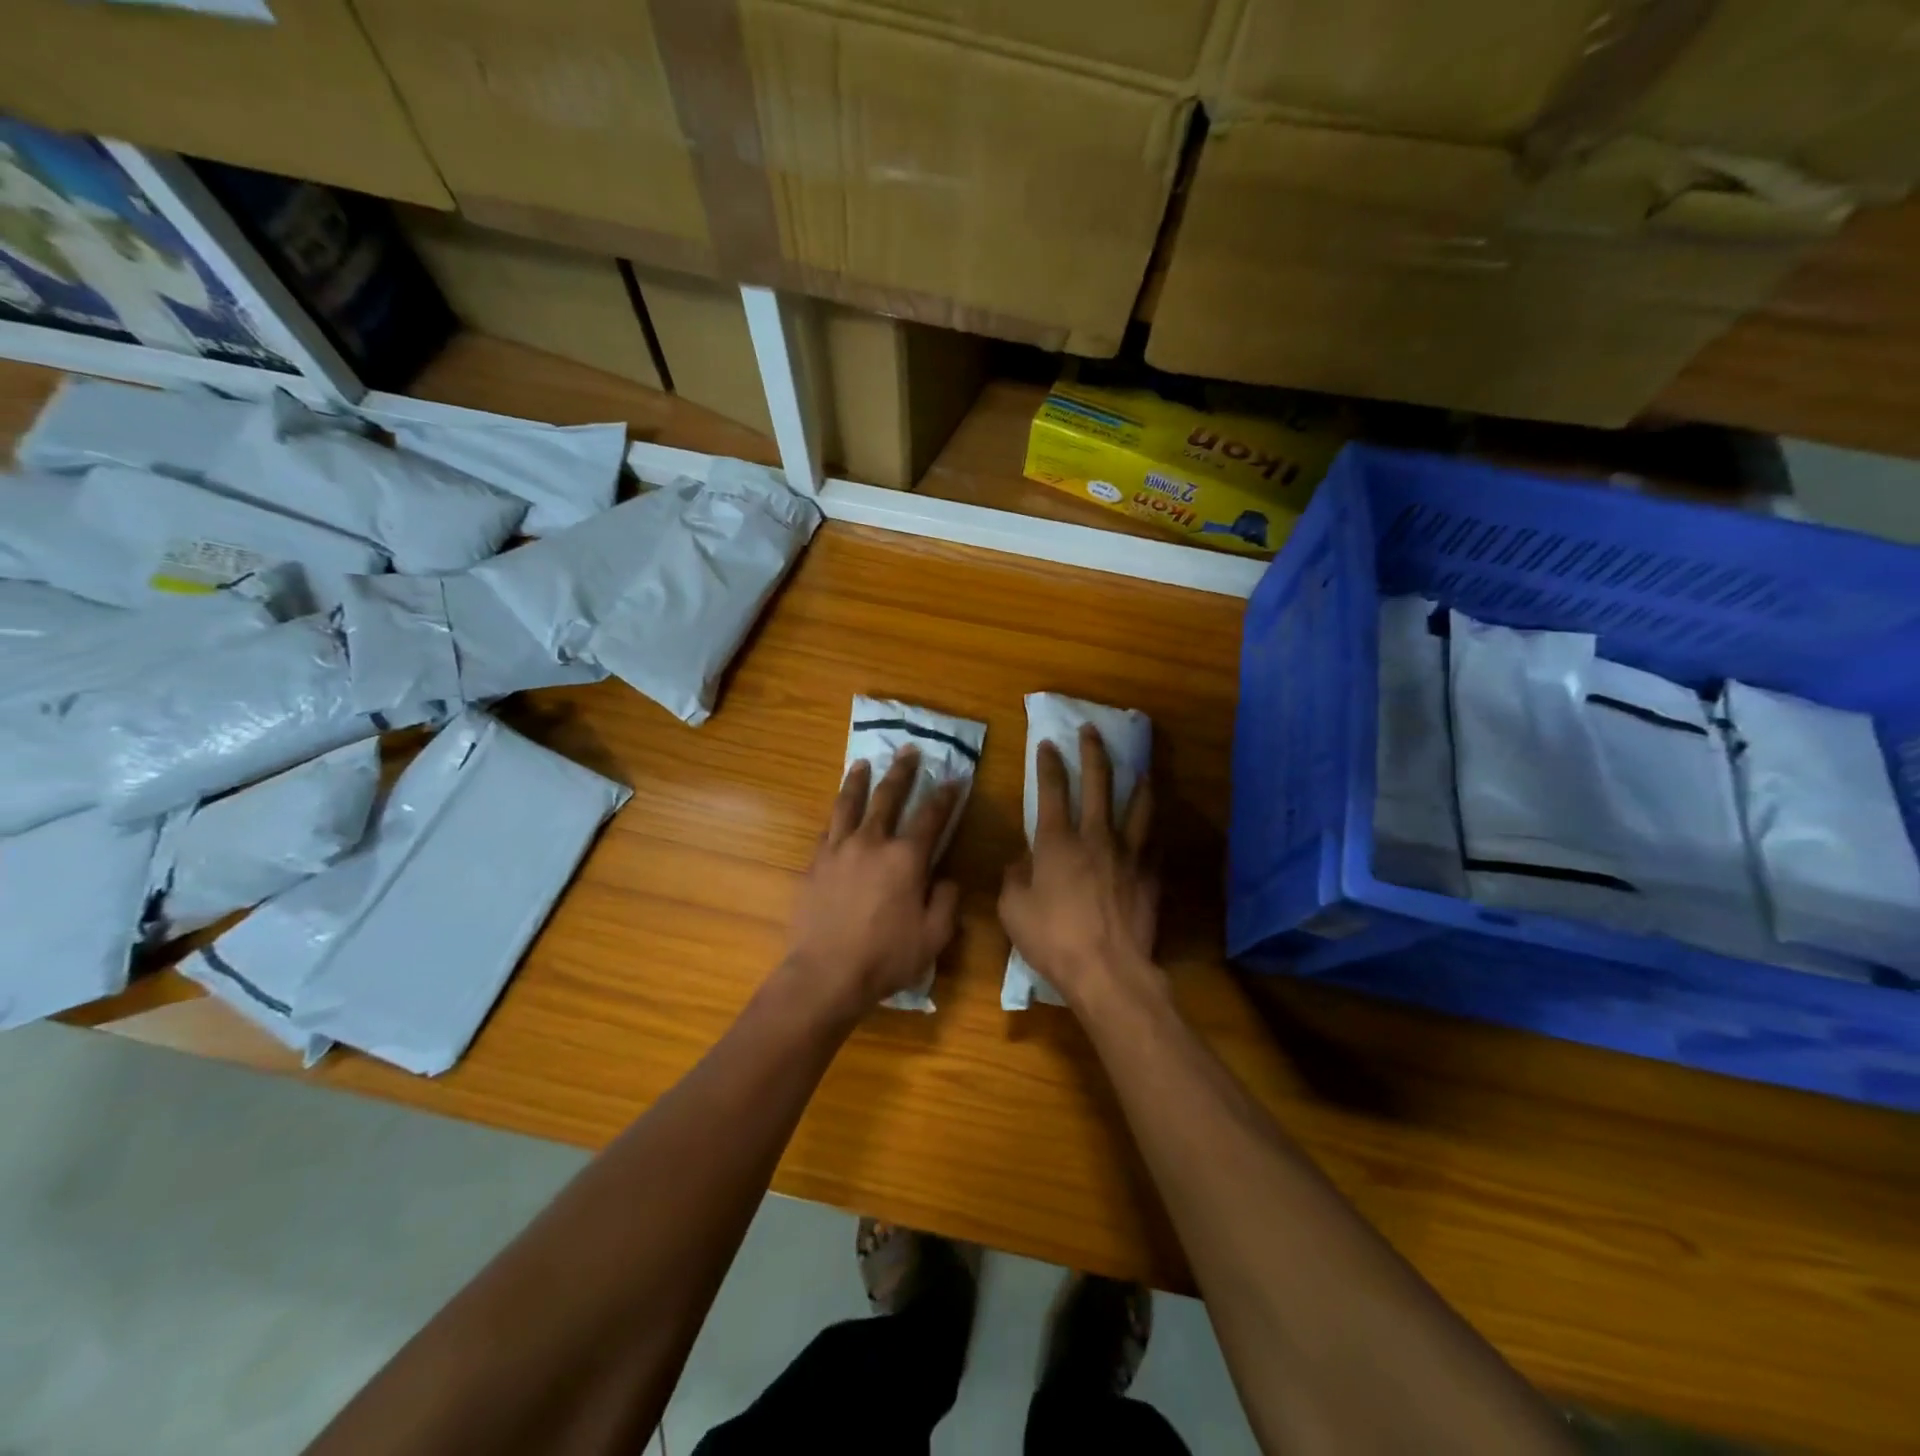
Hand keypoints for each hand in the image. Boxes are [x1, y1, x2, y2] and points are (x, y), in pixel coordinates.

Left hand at [783, 747, 962, 1017]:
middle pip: (888, 797)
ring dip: (858, 781)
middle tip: (909, 750)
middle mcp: (872, 842)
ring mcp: (838, 849)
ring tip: (863, 763)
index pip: (931, 817)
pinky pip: (827, 829)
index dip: (945, 796)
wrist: (825, 974)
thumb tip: (947, 878)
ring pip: (849, 804)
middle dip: (902, 772)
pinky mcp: (815, 863)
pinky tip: (837, 811)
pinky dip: (836, 814)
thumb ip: (946, 901)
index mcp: (906, 858)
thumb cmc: (886, 957)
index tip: (954, 779)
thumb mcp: (933, 936)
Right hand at [998, 724, 1160, 1010]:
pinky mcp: (1150, 875)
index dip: (1048, 764)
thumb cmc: (1053, 940)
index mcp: (1057, 842)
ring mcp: (1128, 854)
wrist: (1108, 970)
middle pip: (1098, 783)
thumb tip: (1020, 860)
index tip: (1048, 743)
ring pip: (1137, 806)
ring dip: (1137, 782)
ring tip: (1141, 768)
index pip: (1051, 790)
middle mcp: (1095, 837)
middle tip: (1092, 730)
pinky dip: (1153, 829)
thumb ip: (1014, 878)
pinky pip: (1154, 843)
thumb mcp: (1013, 910)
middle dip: (1093, 752)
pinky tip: (1155, 824)